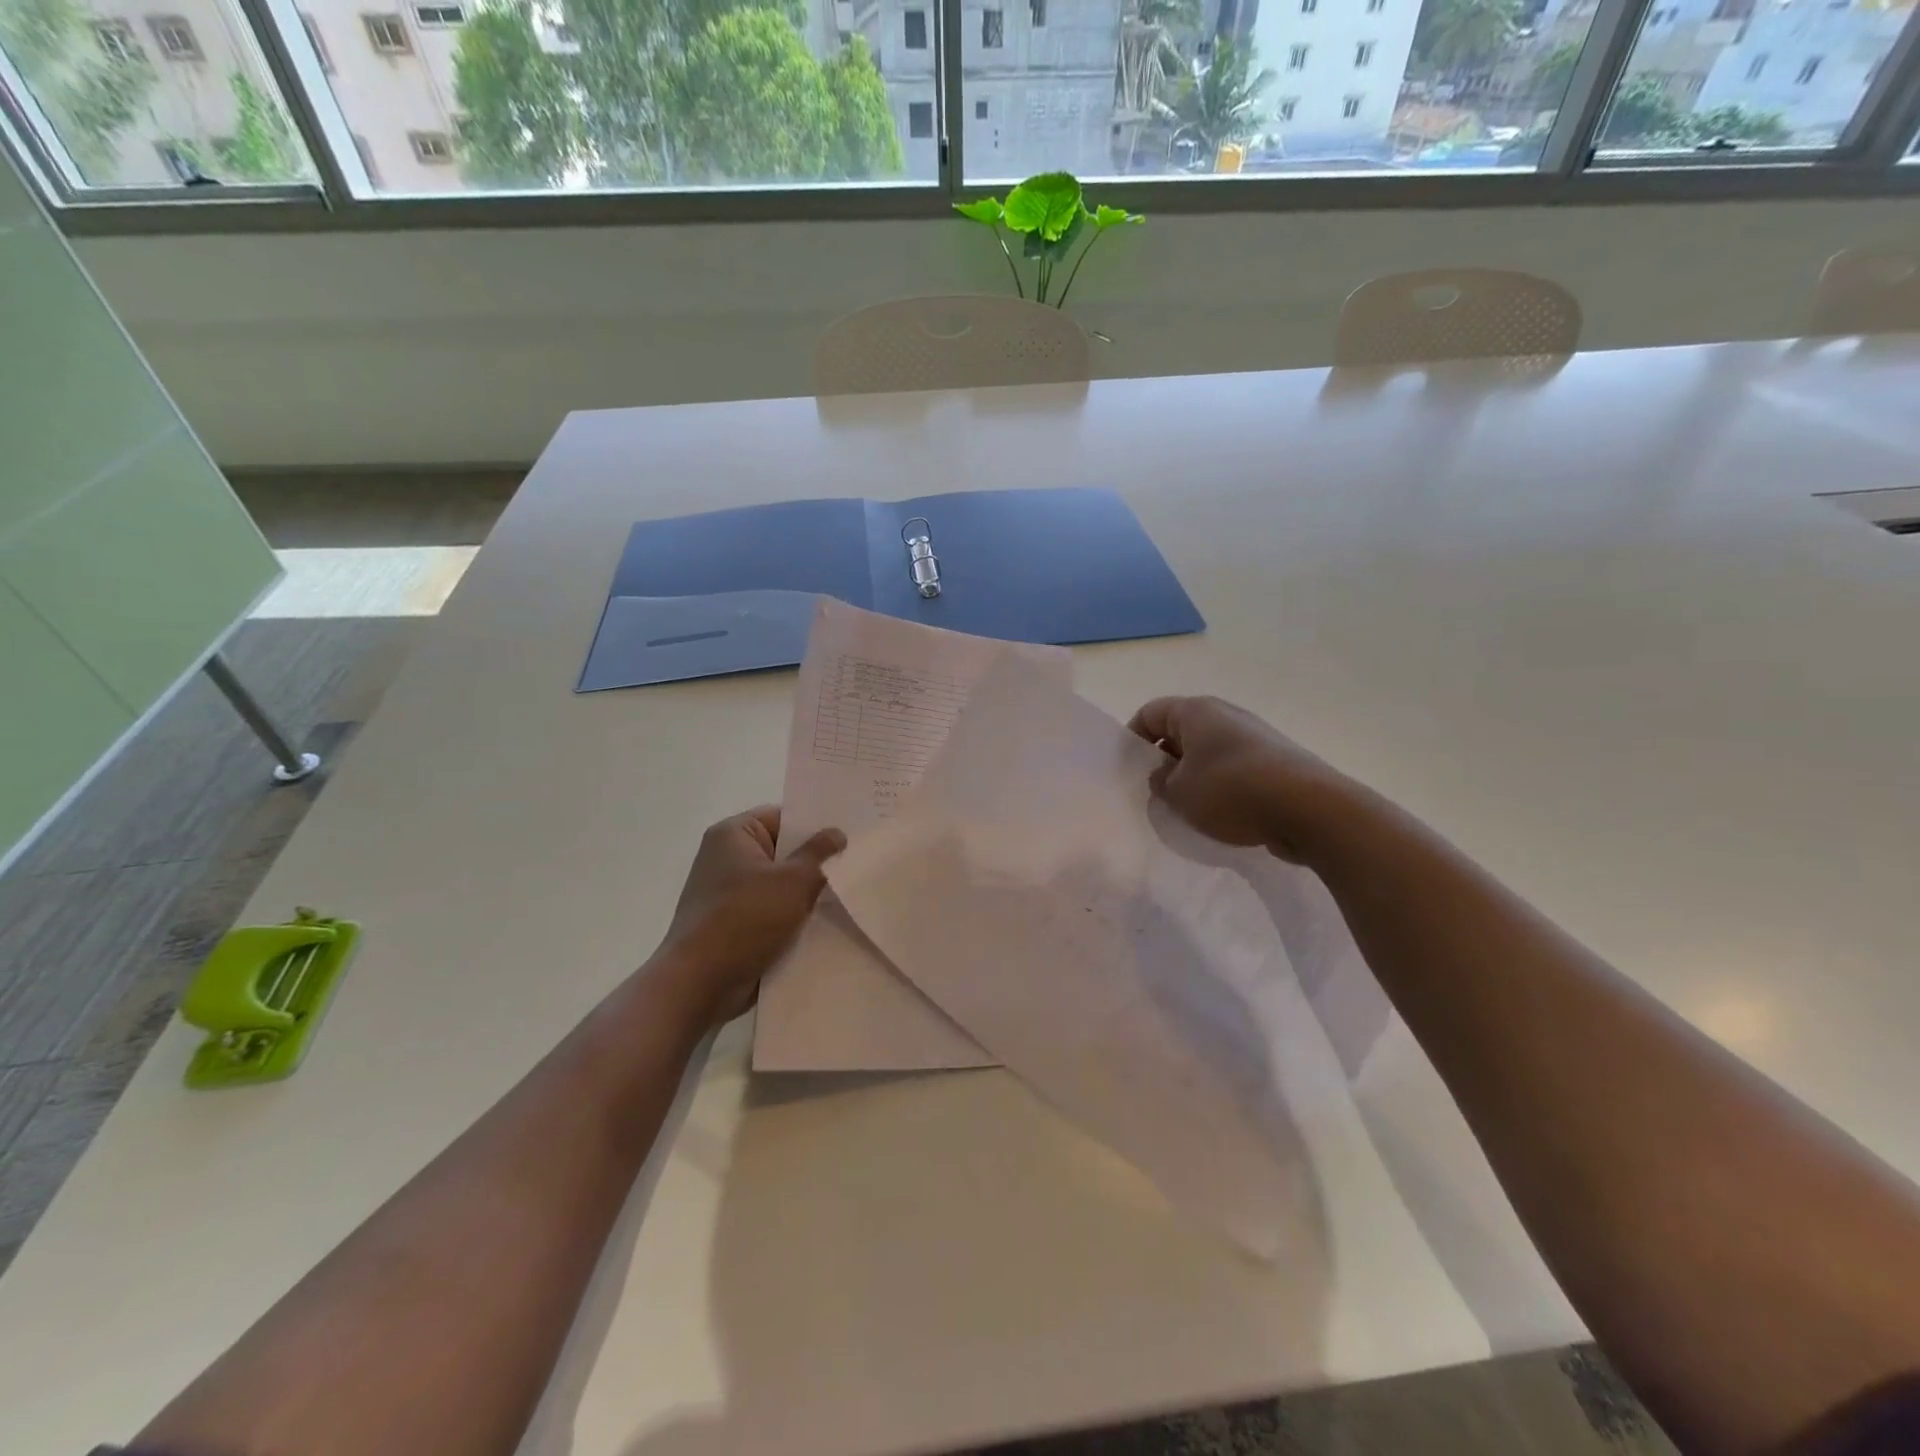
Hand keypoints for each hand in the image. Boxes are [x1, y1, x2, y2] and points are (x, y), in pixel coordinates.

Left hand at [658, 807, 845, 1026]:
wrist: (700, 984)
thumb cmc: (745, 919)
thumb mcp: (792, 881)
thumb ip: (819, 854)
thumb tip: (836, 833)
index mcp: (733, 834)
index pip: (782, 817)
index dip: (816, 825)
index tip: (850, 834)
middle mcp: (726, 858)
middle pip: (782, 851)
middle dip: (815, 862)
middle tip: (857, 863)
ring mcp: (728, 893)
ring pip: (780, 884)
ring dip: (806, 893)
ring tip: (848, 894)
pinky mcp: (734, 924)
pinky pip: (771, 911)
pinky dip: (793, 917)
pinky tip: (826, 924)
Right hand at [1128, 696, 1354, 863]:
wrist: (1310, 809)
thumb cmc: (1231, 791)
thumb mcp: (1179, 793)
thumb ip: (1160, 782)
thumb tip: (1165, 776)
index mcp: (1196, 711)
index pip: (1149, 713)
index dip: (1133, 740)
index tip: (1129, 771)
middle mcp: (1225, 715)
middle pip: (1180, 732)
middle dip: (1163, 761)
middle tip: (1154, 793)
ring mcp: (1254, 737)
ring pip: (1208, 753)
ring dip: (1192, 777)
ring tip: (1186, 809)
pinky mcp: (1274, 761)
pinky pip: (1233, 769)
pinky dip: (1220, 787)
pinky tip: (1220, 815)